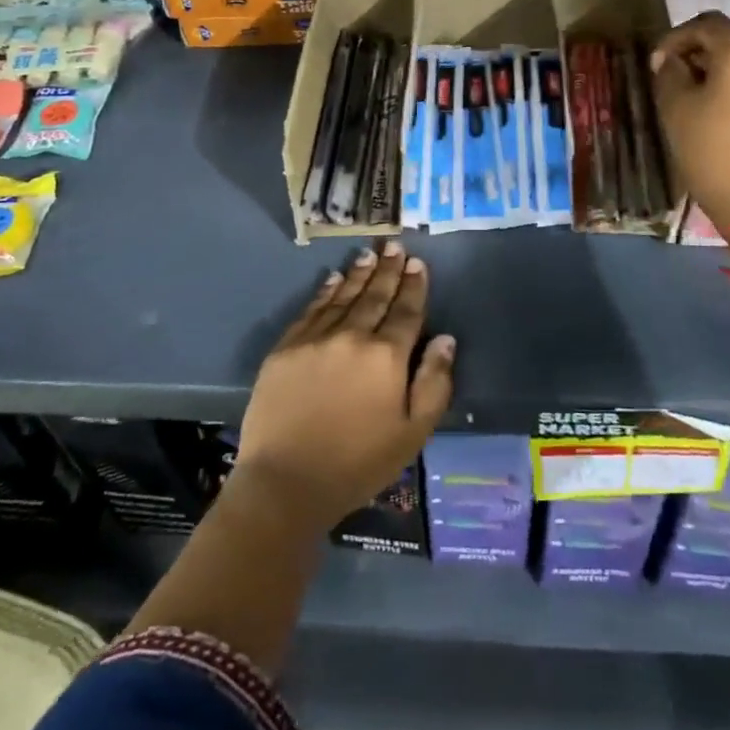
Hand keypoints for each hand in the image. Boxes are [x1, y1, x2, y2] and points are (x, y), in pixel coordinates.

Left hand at [234, 241, 454, 533]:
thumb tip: (445, 339)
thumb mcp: (412, 433)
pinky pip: (311, 310)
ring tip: (369, 255)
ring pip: (343, 297)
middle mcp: (353, 336)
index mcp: (387, 357)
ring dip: (359, 274)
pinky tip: (333, 279)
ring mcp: (315, 339)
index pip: (406, 311)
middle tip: (394, 246)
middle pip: (375, 296)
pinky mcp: (286, 349)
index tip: (417, 263)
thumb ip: (434, 383)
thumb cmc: (357, 464)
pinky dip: (325, 292)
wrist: (285, 484)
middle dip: (388, 270)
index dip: (413, 286)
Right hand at [651, 10, 729, 232]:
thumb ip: (669, 74)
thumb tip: (670, 60)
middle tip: (674, 82)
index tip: (658, 63)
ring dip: (720, 74)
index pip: (707, 24)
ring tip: (698, 102)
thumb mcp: (676, 111)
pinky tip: (725, 119)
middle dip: (699, 56)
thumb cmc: (713, 154)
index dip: (676, 37)